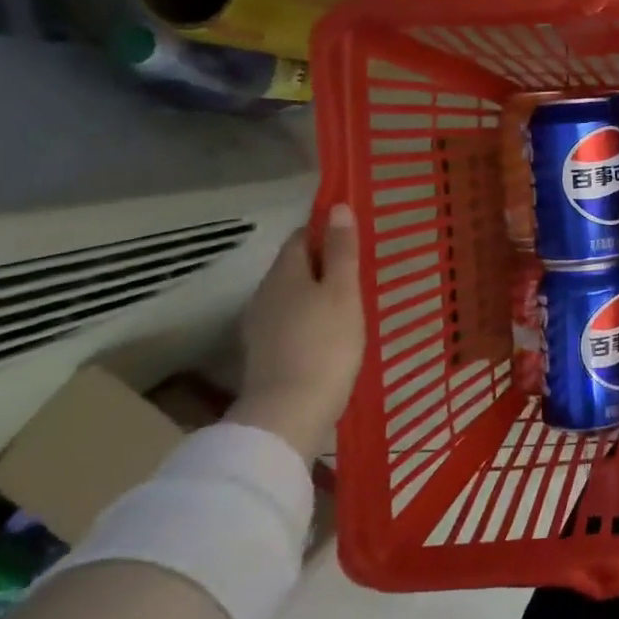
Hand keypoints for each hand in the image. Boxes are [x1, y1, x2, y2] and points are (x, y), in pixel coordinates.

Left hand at [228, 204, 365, 462]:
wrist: (290, 411)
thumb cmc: (326, 343)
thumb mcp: (344, 291)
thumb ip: (342, 250)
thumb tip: (336, 207)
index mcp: (285, 272)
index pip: (301, 236)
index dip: (325, 232)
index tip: (353, 239)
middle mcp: (265, 292)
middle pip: (294, 266)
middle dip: (322, 264)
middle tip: (358, 274)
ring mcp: (261, 325)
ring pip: (291, 295)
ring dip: (315, 294)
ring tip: (348, 305)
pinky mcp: (265, 353)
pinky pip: (289, 322)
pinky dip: (308, 320)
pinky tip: (328, 335)